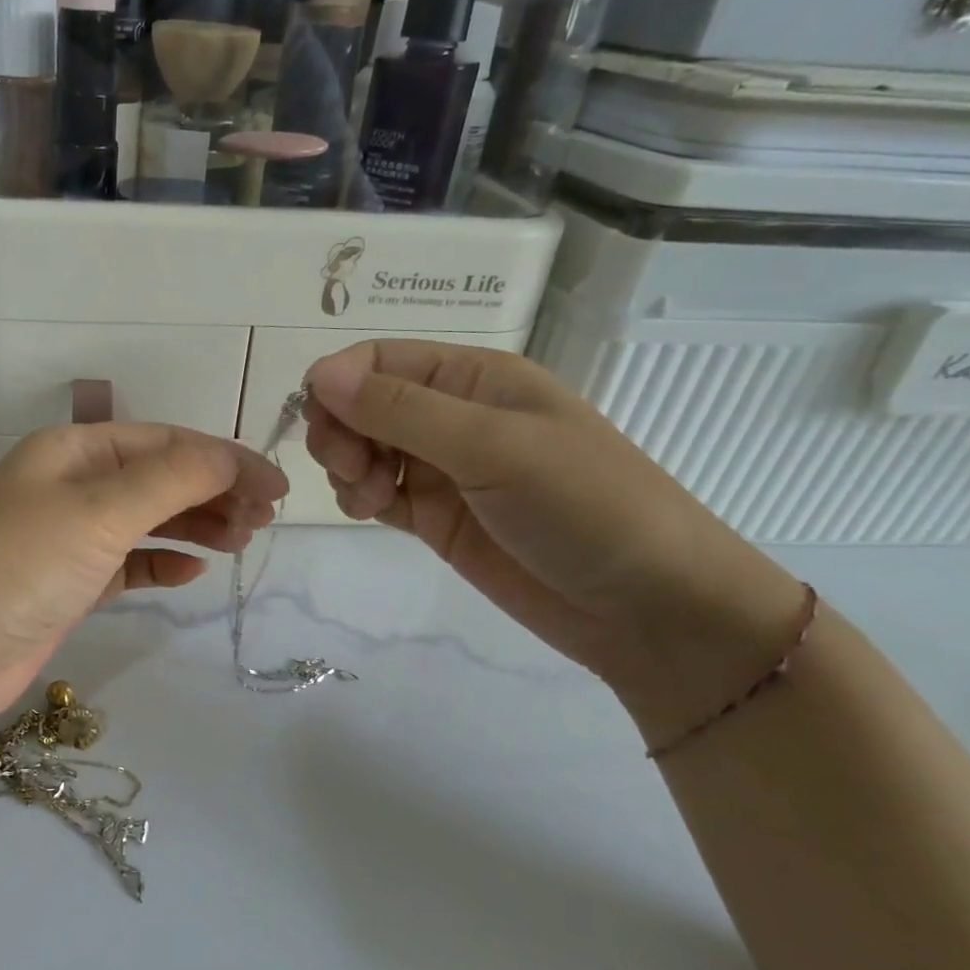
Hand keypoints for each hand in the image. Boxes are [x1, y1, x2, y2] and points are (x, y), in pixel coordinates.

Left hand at [0, 424, 286, 735]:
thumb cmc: (19, 564)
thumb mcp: (99, 510)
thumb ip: (171, 479)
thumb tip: (232, 457)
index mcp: (73, 450)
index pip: (164, 442)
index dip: (224, 458)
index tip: (275, 485)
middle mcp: (70, 486)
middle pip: (158, 478)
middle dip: (213, 491)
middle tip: (265, 519)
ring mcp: (67, 538)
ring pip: (146, 520)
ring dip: (195, 525)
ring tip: (242, 540)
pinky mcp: (67, 586)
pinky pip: (126, 563)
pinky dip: (160, 561)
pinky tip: (193, 569)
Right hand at [305, 342, 808, 727]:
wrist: (650, 610)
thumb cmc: (585, 507)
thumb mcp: (494, 447)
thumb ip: (402, 410)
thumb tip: (318, 373)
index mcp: (473, 377)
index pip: (377, 359)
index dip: (338, 384)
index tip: (324, 425)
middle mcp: (451, 414)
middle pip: (360, 403)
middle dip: (339, 430)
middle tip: (351, 469)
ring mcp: (442, 468)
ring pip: (360, 448)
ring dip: (346, 467)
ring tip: (369, 499)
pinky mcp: (435, 516)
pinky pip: (374, 491)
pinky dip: (357, 496)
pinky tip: (369, 512)